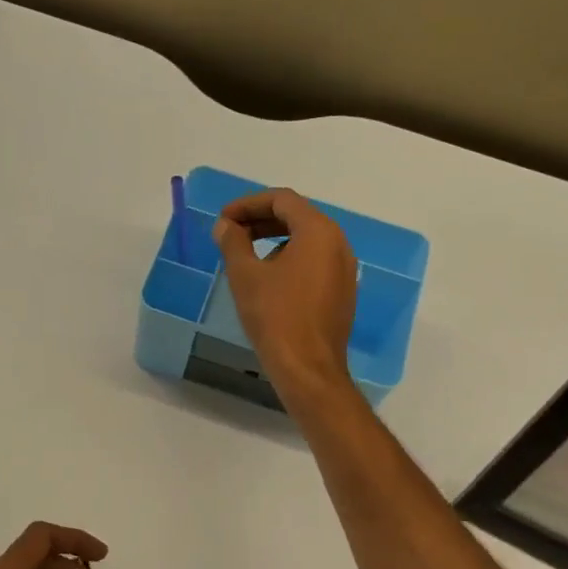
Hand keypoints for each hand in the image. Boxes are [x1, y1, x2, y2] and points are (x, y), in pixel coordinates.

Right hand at [213, 188, 356, 402]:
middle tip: (230, 233)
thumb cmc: (275, 316)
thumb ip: (233, 242)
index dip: (248, 204)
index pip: (282, 200)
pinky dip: (290, 258)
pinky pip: (314, 261)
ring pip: (307, 240)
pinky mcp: (342, 292)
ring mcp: (344, 269)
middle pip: (297, 216)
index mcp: (319, 231)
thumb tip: (225, 226)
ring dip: (274, 239)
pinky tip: (268, 279)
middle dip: (261, 220)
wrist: (307, 368)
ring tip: (245, 255)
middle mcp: (338, 243)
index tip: (223, 219)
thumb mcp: (245, 275)